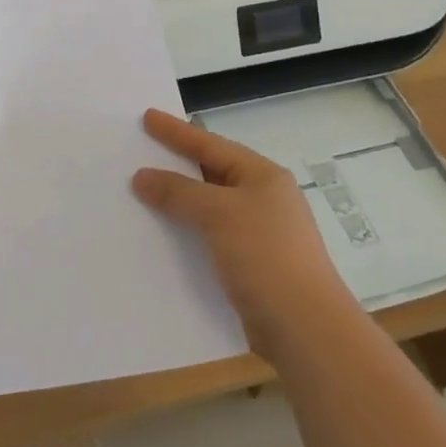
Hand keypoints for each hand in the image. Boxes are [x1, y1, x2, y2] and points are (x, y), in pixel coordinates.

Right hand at [133, 108, 355, 358]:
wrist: (305, 329)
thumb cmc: (266, 256)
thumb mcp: (219, 214)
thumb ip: (179, 192)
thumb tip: (142, 177)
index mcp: (262, 176)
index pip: (211, 145)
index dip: (177, 131)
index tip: (147, 116)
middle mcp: (263, 199)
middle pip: (210, 174)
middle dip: (175, 165)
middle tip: (140, 152)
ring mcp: (258, 234)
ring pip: (208, 208)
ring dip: (177, 203)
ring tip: (141, 194)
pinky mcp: (251, 266)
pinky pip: (209, 239)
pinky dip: (186, 234)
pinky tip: (162, 238)